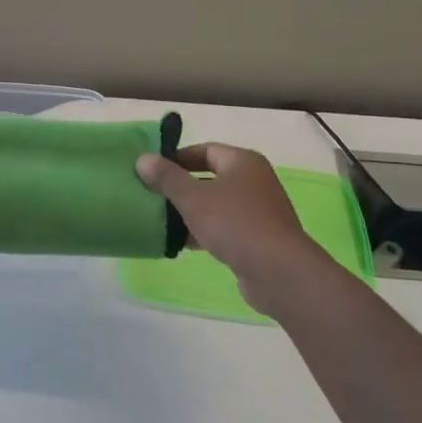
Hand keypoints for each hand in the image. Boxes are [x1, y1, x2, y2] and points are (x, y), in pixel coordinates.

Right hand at [135, 143, 331, 307]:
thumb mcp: (193, 198)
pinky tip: (182, 243)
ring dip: (190, 212)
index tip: (152, 171)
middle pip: (209, 177)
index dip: (176, 158)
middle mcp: (254, 181)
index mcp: (243, 162)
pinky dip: (204, 231)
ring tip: (161, 221)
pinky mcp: (258, 237)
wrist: (279, 272)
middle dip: (180, 187)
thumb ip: (166, 178)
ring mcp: (258, 210)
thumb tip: (142, 158)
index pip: (204, 150)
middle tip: (152, 196)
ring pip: (216, 204)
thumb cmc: (235, 224)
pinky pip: (224, 227)